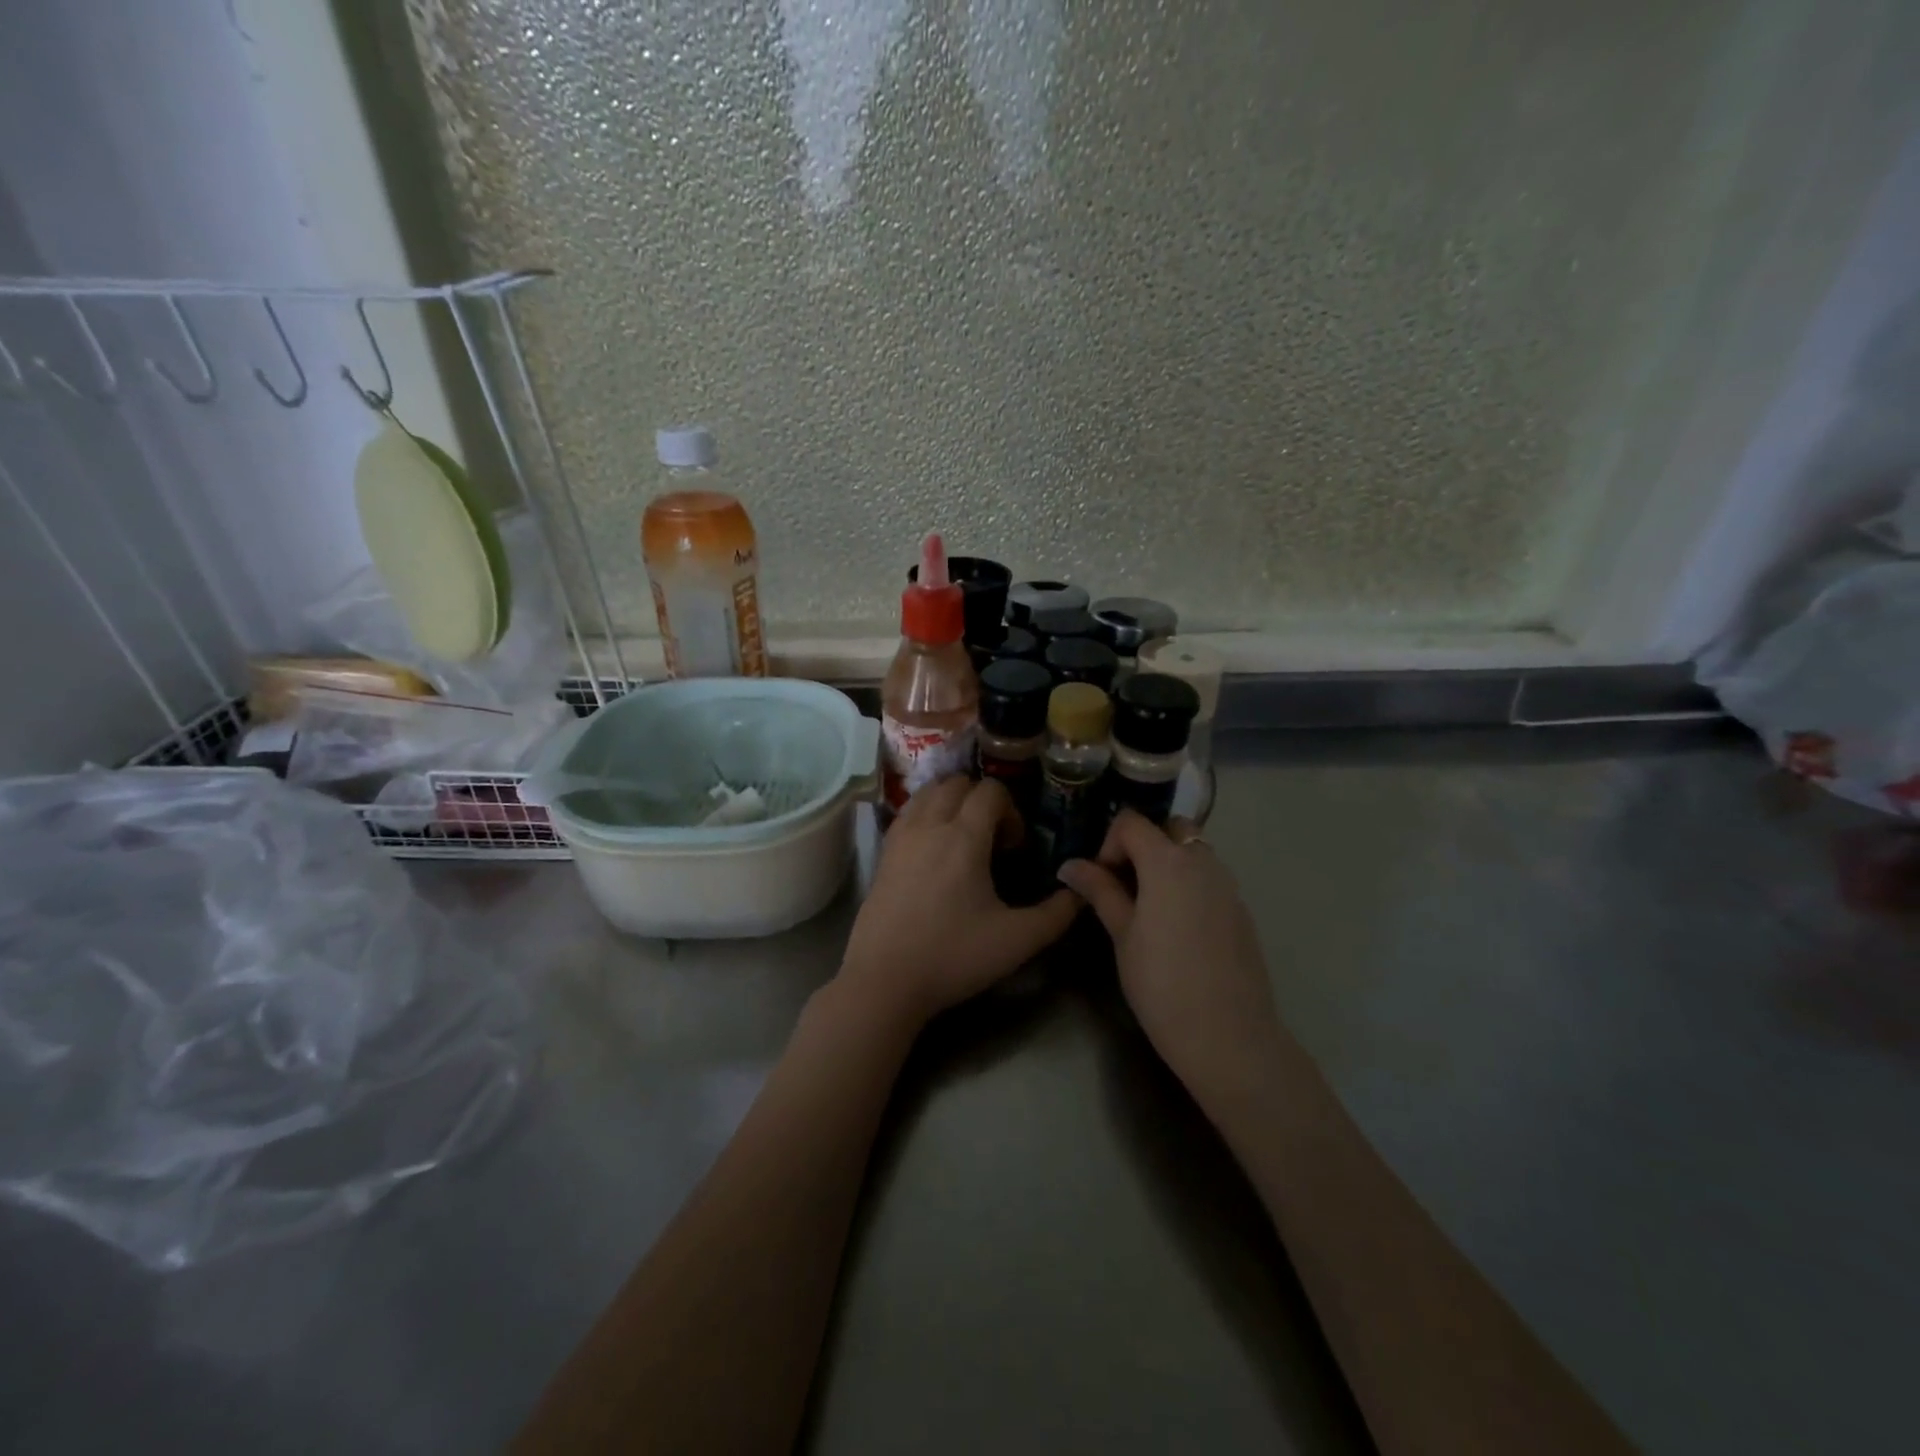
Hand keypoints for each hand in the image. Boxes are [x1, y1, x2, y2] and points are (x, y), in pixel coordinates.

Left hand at [839, 776, 1080, 1025]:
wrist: (884, 980)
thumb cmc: (953, 956)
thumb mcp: (1018, 940)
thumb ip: (1057, 914)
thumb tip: (1080, 892)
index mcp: (964, 836)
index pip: (991, 790)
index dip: (1011, 810)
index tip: (1014, 847)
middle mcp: (930, 824)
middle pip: (957, 782)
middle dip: (981, 800)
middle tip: (992, 840)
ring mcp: (901, 836)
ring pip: (928, 792)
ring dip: (951, 801)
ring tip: (963, 838)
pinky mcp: (883, 853)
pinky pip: (907, 812)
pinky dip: (926, 814)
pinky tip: (934, 851)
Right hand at [1058, 811, 1285, 1107]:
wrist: (1228, 1036)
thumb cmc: (1161, 984)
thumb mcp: (1122, 935)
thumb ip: (1100, 891)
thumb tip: (1070, 865)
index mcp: (1168, 862)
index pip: (1132, 822)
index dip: (1109, 843)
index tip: (1100, 879)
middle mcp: (1203, 861)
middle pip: (1169, 827)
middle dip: (1143, 844)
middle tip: (1124, 884)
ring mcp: (1228, 885)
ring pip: (1193, 851)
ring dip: (1167, 863)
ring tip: (1147, 908)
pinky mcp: (1242, 910)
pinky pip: (1210, 878)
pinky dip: (1188, 884)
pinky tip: (1176, 928)